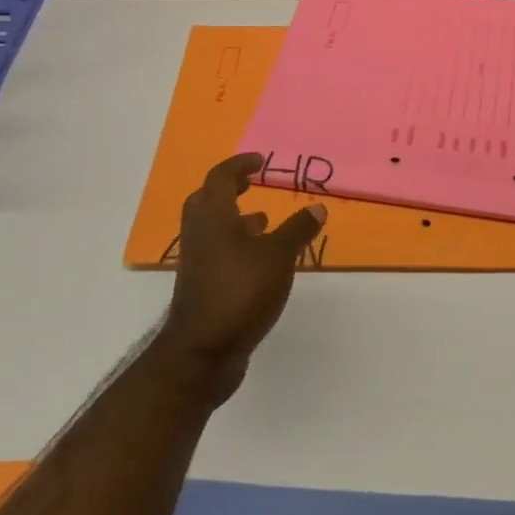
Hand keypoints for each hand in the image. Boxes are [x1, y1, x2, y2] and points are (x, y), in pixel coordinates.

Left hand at [157, 153, 326, 403]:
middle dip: (230, 189)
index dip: (240, 165)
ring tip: (263, 221)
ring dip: (235, 219)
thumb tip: (317, 206)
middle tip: (253, 184)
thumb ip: (298, 229)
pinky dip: (237, 246)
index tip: (260, 161)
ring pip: (212, 228)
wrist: (203, 352)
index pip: (221, 177)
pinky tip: (260, 260)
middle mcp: (200, 234)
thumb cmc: (240, 292)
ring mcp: (197, 262)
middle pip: (208, 200)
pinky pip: (218, 252)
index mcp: (213, 217)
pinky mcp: (201, 286)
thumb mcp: (279, 256)